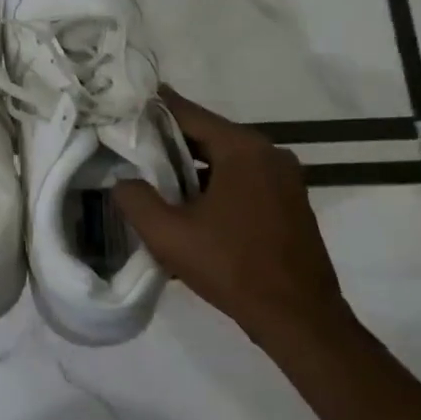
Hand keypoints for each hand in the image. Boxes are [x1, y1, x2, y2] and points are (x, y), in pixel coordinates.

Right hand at [114, 88, 354, 354]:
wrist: (298, 317)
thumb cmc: (231, 267)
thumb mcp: (169, 235)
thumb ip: (136, 199)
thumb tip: (122, 180)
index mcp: (243, 149)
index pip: (189, 114)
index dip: (155, 108)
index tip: (127, 102)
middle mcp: (269, 153)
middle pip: (210, 135)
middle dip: (171, 142)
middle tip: (133, 146)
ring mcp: (286, 178)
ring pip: (228, 160)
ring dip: (194, 167)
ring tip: (157, 180)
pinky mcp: (291, 202)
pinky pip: (245, 180)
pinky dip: (217, 184)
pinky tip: (193, 206)